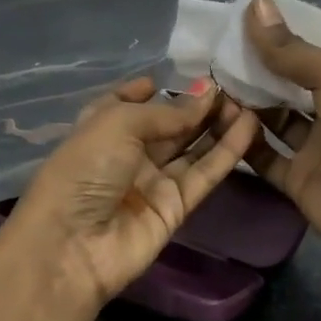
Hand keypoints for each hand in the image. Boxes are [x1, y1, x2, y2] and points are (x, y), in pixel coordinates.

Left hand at [7, 79, 259, 308]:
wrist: (71, 246)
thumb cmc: (83, 171)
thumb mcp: (118, 123)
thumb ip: (167, 112)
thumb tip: (206, 94)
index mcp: (101, 127)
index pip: (130, 102)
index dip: (156, 89)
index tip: (189, 74)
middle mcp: (127, 152)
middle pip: (169, 124)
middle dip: (198, 105)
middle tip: (234, 87)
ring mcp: (152, 181)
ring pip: (192, 147)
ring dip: (218, 124)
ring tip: (248, 101)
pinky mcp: (176, 206)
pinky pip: (204, 173)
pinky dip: (227, 151)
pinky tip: (249, 126)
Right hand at [231, 0, 320, 280]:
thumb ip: (292, 50)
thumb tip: (255, 5)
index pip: (310, 54)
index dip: (279, 38)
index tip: (238, 23)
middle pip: (288, 86)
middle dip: (255, 70)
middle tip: (213, 52)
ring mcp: (315, 149)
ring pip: (273, 119)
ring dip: (244, 102)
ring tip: (208, 81)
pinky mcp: (296, 180)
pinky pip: (264, 156)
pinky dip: (243, 139)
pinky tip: (217, 118)